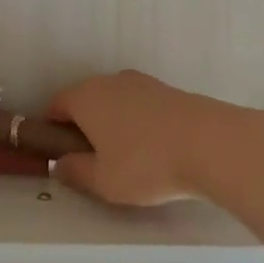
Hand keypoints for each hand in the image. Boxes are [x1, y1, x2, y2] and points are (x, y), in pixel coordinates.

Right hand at [47, 70, 263, 205]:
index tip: (59, 153)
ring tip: (127, 158)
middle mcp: (110, 81)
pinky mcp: (168, 90)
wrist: (211, 144)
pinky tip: (154, 149)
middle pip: (86, 100)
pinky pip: (141, 106)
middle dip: (84, 126)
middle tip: (92, 160)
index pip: (56, 105)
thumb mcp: (102, 181)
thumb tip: (60, 164)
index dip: (52, 129)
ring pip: (116, 102)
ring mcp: (142, 82)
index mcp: (85, 97)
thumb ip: (75, 172)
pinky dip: (139, 123)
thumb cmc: (146, 164)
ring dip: (114, 124)